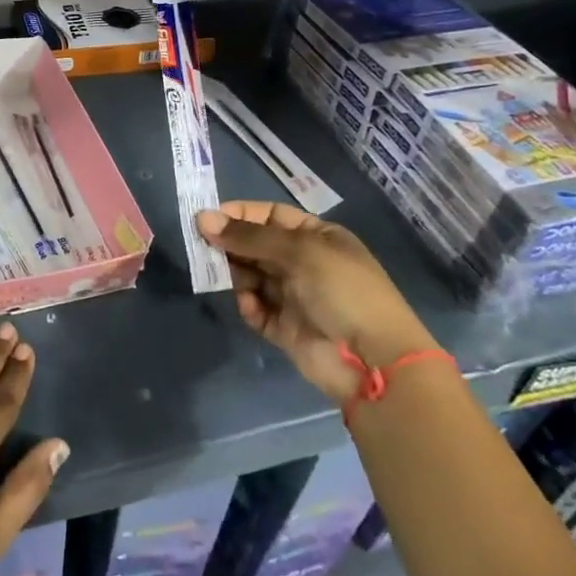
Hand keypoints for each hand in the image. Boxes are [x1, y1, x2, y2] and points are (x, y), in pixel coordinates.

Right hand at [198, 201, 437, 402]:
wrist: (373, 360)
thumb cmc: (343, 290)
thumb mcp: (299, 251)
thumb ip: (248, 236)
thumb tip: (202, 218)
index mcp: (317, 237)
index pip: (270, 216)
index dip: (240, 214)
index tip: (208, 218)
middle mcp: (304, 263)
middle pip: (256, 245)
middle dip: (230, 244)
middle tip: (201, 246)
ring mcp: (294, 296)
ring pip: (251, 276)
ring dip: (233, 273)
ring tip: (217, 274)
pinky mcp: (284, 328)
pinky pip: (256, 309)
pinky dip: (247, 305)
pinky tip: (248, 304)